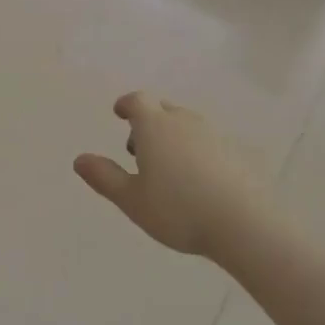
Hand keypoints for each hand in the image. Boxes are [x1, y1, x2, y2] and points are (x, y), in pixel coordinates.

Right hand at [74, 93, 266, 256]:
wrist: (244, 223)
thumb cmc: (178, 210)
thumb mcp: (131, 199)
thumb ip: (104, 177)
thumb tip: (79, 159)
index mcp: (155, 127)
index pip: (138, 101)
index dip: (126, 105)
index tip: (120, 113)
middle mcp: (185, 123)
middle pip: (163, 110)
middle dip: (148, 122)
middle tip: (138, 150)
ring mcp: (214, 136)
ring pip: (187, 125)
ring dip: (172, 137)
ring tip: (166, 169)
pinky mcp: (236, 153)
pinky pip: (208, 143)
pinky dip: (195, 152)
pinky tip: (196, 181)